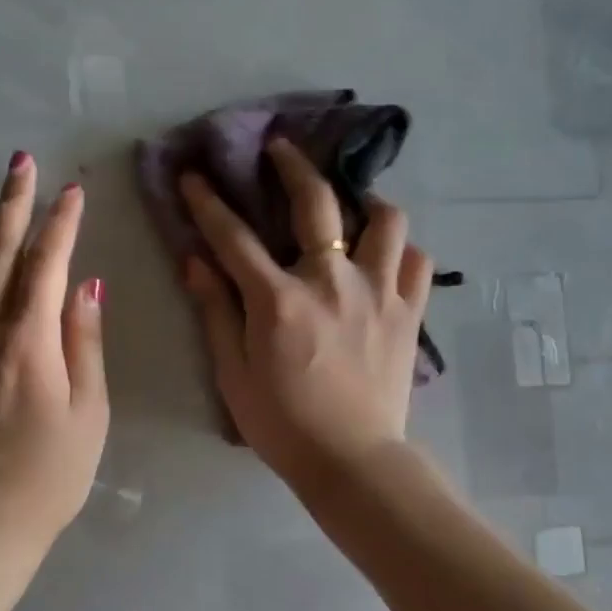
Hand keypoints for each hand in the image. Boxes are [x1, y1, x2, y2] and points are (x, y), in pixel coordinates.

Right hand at [180, 139, 433, 487]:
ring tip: (354, 208)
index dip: (208, 202)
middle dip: (293, 165)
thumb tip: (194, 261)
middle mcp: (331, 280)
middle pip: (316, 201)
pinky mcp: (409, 312)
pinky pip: (417, 263)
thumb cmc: (284, 424)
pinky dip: (402, 253)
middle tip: (281, 149)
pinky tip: (388, 259)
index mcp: (279, 298)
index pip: (234, 236)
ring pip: (386, 220)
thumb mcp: (233, 374)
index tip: (195, 176)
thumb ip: (215, 311)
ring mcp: (379, 292)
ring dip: (366, 204)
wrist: (352, 460)